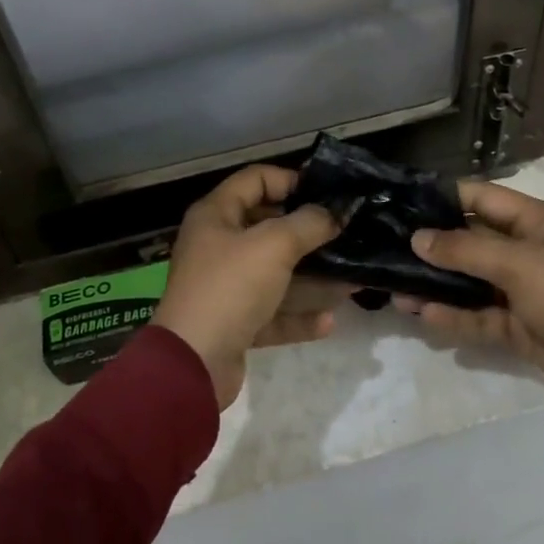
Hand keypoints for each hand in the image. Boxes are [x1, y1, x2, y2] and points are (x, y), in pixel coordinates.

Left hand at [151, 165, 342, 409]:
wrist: (193, 363)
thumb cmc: (231, 287)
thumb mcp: (274, 245)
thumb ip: (308, 224)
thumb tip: (333, 213)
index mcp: (216, 215)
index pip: (255, 180)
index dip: (291, 180)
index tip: (327, 193)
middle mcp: (217, 246)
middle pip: (268, 228)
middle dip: (308, 233)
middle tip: (346, 234)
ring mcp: (225, 286)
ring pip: (275, 274)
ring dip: (312, 278)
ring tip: (351, 280)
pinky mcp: (234, 322)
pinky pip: (272, 312)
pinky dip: (298, 315)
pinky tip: (329, 321)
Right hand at [398, 180, 543, 407]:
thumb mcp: (519, 266)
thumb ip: (465, 250)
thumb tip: (418, 238)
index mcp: (535, 221)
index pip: (481, 198)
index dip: (443, 199)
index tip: (403, 204)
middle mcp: (526, 249)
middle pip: (471, 239)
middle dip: (433, 246)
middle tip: (389, 248)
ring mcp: (522, 289)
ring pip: (471, 280)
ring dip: (438, 284)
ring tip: (397, 289)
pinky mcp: (518, 324)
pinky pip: (479, 314)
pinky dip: (455, 314)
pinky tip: (425, 314)